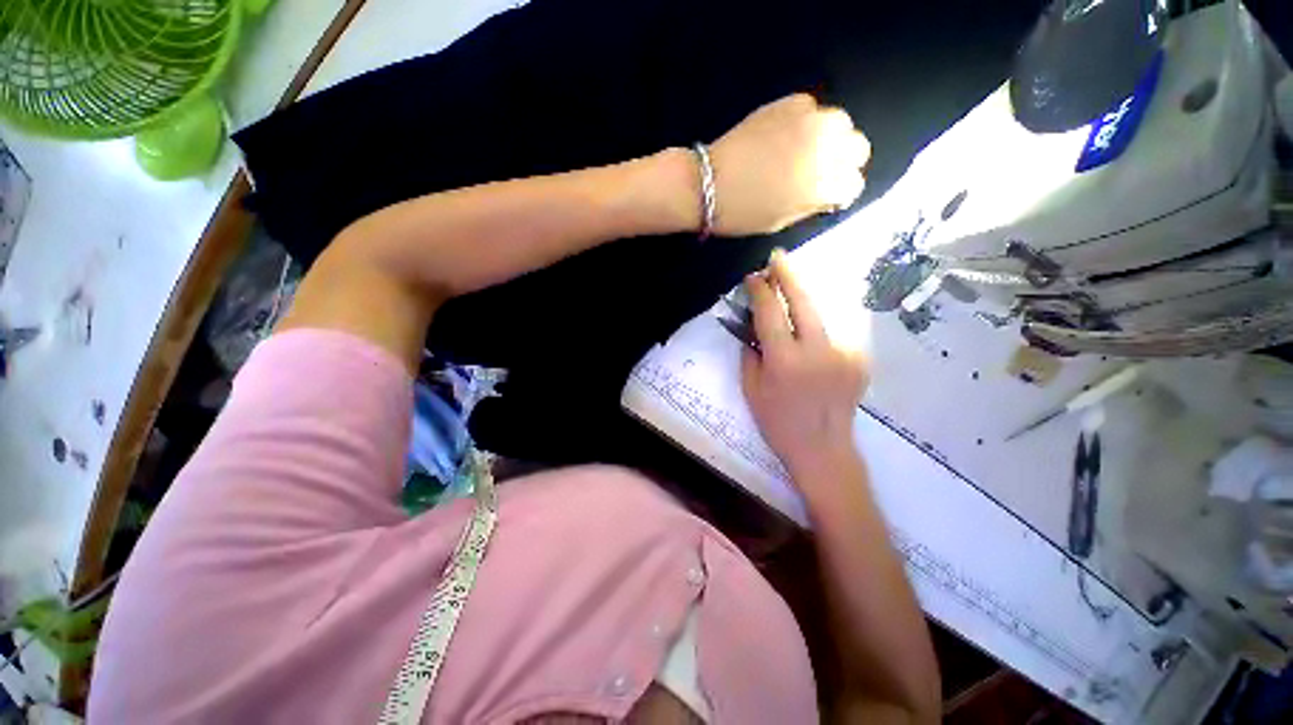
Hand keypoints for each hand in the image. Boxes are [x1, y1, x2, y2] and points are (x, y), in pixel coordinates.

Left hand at [709, 93, 869, 236]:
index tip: (829, 189)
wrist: (708, 182)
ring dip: (831, 131)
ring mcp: (806, 124)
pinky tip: (791, 125)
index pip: (856, 181)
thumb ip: (819, 200)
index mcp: (827, 185)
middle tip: (825, 162)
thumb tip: (833, 189)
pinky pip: (809, 103)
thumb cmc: (747, 210)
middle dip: (846, 154)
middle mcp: (824, 150)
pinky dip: (807, 113)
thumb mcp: (791, 217)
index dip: (842, 186)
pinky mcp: (784, 106)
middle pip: (859, 145)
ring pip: (840, 120)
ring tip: (811, 140)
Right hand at [741, 250, 869, 481]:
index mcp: (785, 360)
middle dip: (788, 275)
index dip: (760, 289)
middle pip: (802, 300)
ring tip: (796, 301)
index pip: (770, 311)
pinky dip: (822, 338)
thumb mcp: (752, 392)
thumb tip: (752, 325)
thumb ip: (751, 354)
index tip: (754, 277)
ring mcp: (842, 353)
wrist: (824, 449)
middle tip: (778, 258)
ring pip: (822, 317)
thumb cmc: (780, 425)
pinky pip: (835, 338)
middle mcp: (816, 350)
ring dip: (807, 306)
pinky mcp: (858, 359)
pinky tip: (817, 353)